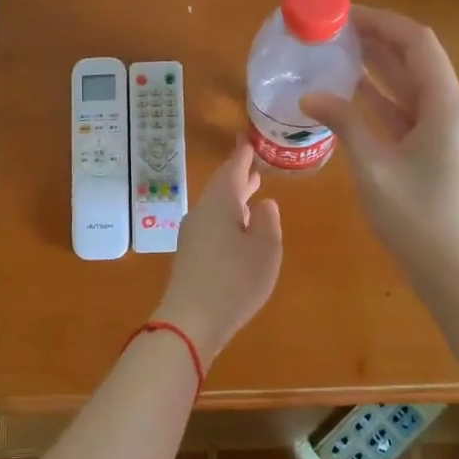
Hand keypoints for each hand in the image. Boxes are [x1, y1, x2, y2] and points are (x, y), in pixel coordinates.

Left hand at [151, 138, 283, 363]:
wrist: (191, 320)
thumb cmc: (235, 280)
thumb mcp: (265, 250)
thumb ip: (268, 222)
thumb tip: (264, 204)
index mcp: (221, 202)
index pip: (233, 169)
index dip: (243, 154)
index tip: (248, 138)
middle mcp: (202, 212)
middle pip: (222, 186)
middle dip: (239, 174)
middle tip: (254, 163)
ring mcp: (193, 234)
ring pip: (216, 205)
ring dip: (235, 196)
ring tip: (253, 190)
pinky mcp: (190, 254)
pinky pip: (212, 223)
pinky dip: (228, 215)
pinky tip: (239, 227)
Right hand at [303, 5, 458, 289]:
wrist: (457, 273)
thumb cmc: (415, 218)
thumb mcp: (373, 167)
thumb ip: (344, 122)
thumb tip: (310, 96)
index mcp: (449, 107)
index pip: (417, 43)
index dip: (381, 22)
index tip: (345, 14)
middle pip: (418, 62)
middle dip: (378, 42)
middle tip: (336, 30)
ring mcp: (458, 132)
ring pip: (417, 87)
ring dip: (382, 69)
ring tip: (340, 52)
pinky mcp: (450, 151)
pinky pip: (417, 113)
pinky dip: (389, 100)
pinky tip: (358, 92)